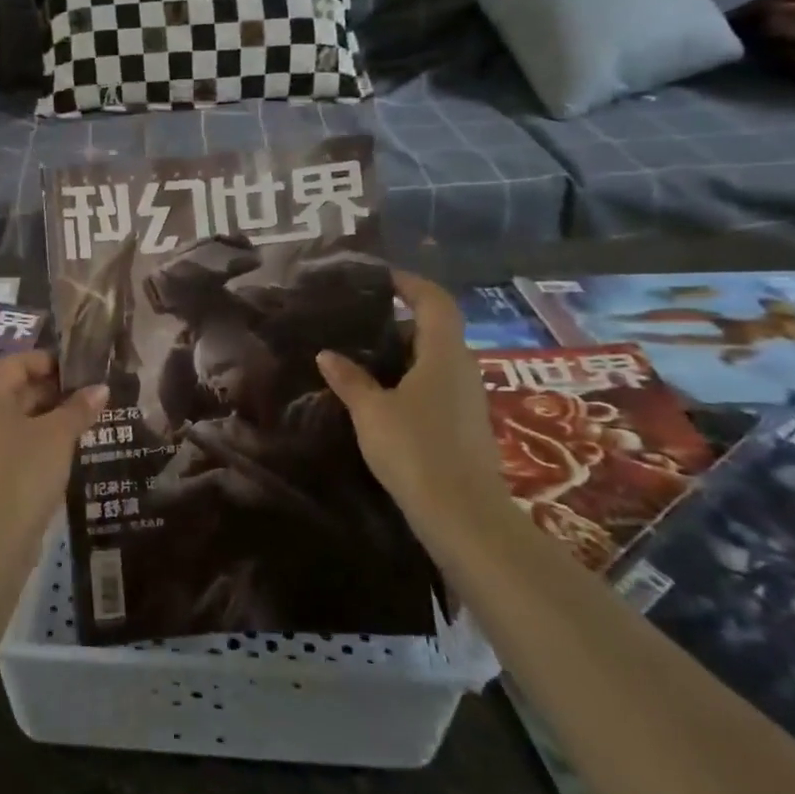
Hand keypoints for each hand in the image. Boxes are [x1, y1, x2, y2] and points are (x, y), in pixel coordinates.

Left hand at [0, 352, 106, 550]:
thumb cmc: (22, 471)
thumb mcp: (58, 435)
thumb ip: (79, 408)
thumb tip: (100, 388)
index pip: (16, 363)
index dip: (49, 362)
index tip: (82, 371)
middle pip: (14, 390)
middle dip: (52, 392)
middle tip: (89, 398)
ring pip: (14, 421)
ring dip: (47, 419)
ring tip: (83, 424)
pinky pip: (11, 446)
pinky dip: (36, 443)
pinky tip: (64, 454)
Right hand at [314, 271, 510, 528]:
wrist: (462, 515)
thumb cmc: (415, 450)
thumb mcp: (371, 411)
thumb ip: (349, 379)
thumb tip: (327, 354)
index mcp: (443, 354)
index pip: (435, 301)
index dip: (411, 284)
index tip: (382, 278)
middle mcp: (462, 369)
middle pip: (435, 329)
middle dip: (399, 321)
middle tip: (358, 322)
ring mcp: (467, 399)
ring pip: (435, 360)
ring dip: (403, 353)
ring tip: (362, 357)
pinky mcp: (464, 425)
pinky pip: (436, 385)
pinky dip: (409, 379)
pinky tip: (381, 396)